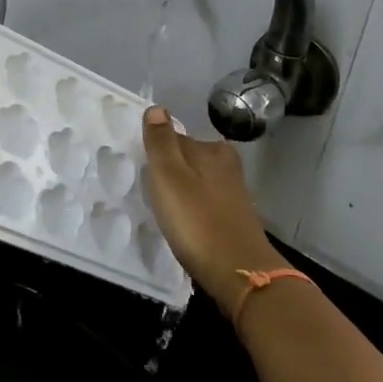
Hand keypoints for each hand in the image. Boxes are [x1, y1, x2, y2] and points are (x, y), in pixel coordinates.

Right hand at [141, 106, 282, 305]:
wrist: (239, 274)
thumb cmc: (197, 221)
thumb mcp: (169, 177)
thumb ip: (161, 142)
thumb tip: (157, 108)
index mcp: (211, 150)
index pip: (175, 137)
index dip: (156, 152)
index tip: (142, 170)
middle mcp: (226, 165)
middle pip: (188, 158)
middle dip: (170, 169)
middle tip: (150, 191)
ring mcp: (234, 193)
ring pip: (198, 181)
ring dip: (181, 191)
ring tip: (163, 209)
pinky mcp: (235, 218)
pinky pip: (205, 202)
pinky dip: (193, 208)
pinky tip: (184, 224)